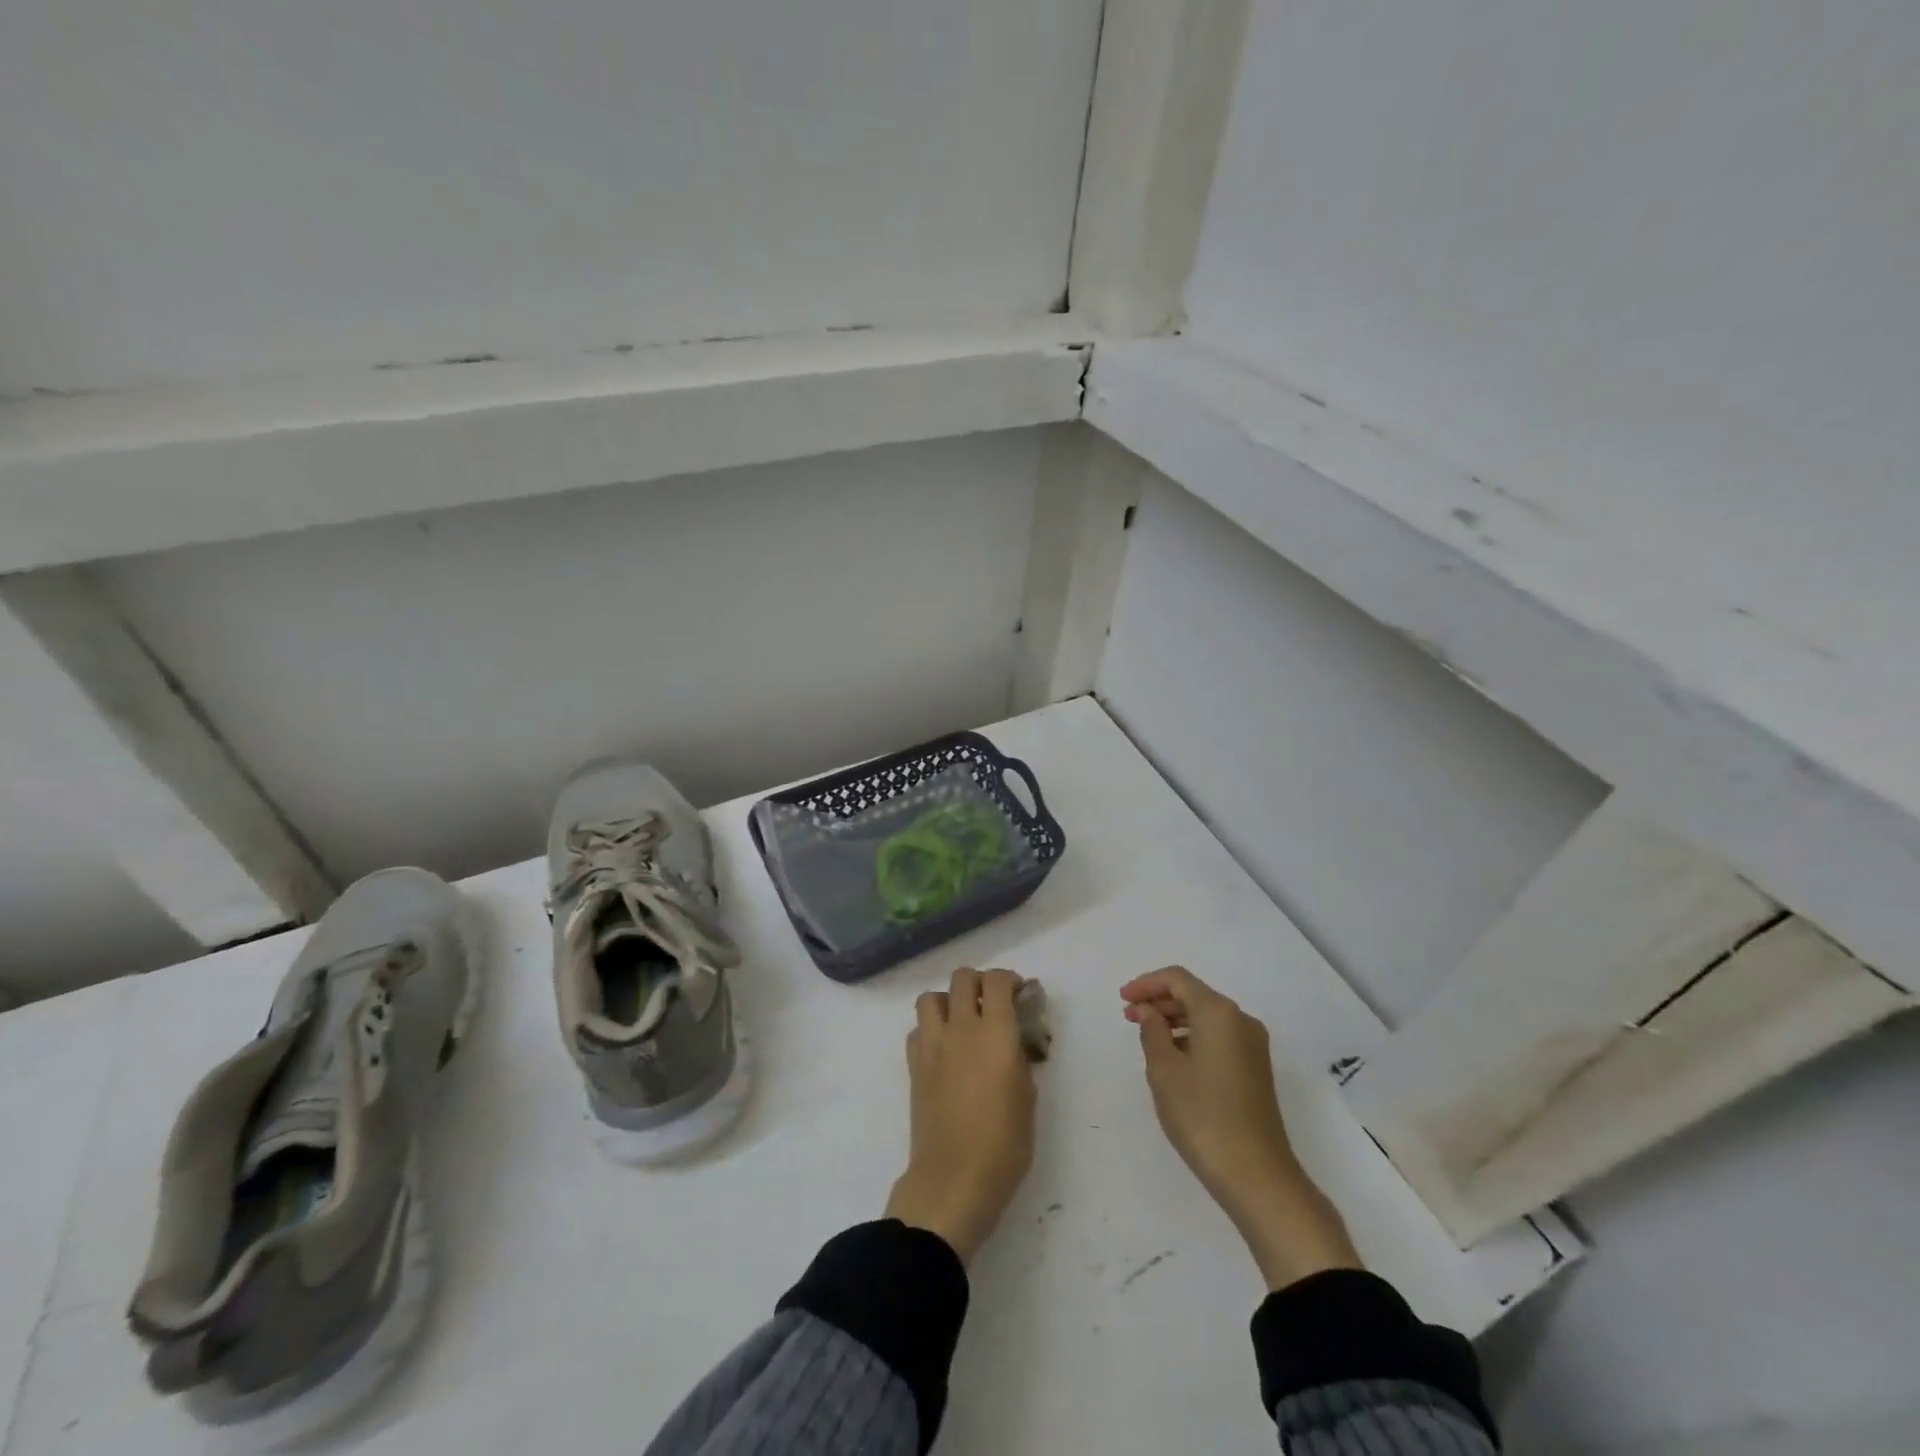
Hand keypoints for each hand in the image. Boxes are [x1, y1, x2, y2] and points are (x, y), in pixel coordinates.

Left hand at [886, 967, 1037, 1262]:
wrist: (954, 1178)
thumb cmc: (1004, 1143)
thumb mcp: (1028, 1098)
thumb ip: (1021, 1059)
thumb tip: (1014, 1044)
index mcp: (995, 1032)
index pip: (996, 980)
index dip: (1009, 980)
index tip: (1019, 994)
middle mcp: (961, 1028)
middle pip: (962, 978)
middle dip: (979, 983)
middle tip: (992, 1004)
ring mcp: (932, 1045)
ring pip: (931, 997)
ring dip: (948, 1001)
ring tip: (962, 1022)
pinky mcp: (914, 1065)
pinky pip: (917, 1029)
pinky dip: (929, 1029)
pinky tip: (943, 1050)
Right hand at [1122, 966, 1360, 1289]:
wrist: (1258, 1176)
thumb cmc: (1203, 1117)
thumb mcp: (1165, 1071)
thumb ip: (1152, 1032)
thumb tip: (1149, 1012)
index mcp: (1219, 1013)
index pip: (1178, 979)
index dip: (1147, 984)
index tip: (1122, 1000)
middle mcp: (1241, 1021)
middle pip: (1194, 995)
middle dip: (1159, 1002)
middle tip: (1129, 1018)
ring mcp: (1253, 1046)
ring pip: (1207, 1017)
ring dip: (1175, 1020)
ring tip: (1147, 1039)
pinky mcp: (1256, 1069)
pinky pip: (1219, 1037)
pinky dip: (1193, 1038)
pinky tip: (1174, 1060)